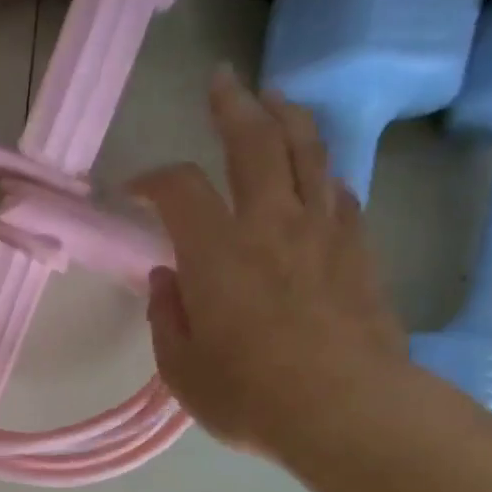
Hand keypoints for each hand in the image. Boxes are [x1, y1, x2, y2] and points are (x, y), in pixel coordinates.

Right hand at [131, 69, 409, 458]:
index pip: (179, 189)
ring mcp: (322, 230)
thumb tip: (166, 279)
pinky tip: (315, 176)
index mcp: (216, 253)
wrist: (343, 408)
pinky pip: (338, 190)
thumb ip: (167, 318)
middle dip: (232, 106)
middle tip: (221, 83)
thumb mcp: (182, 369)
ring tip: (274, 100)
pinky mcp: (358, 248)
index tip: (134, 190)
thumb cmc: (249, 396)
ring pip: (307, 150)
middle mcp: (270, 223)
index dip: (152, 180)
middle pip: (254, 141)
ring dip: (287, 117)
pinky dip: (320, 172)